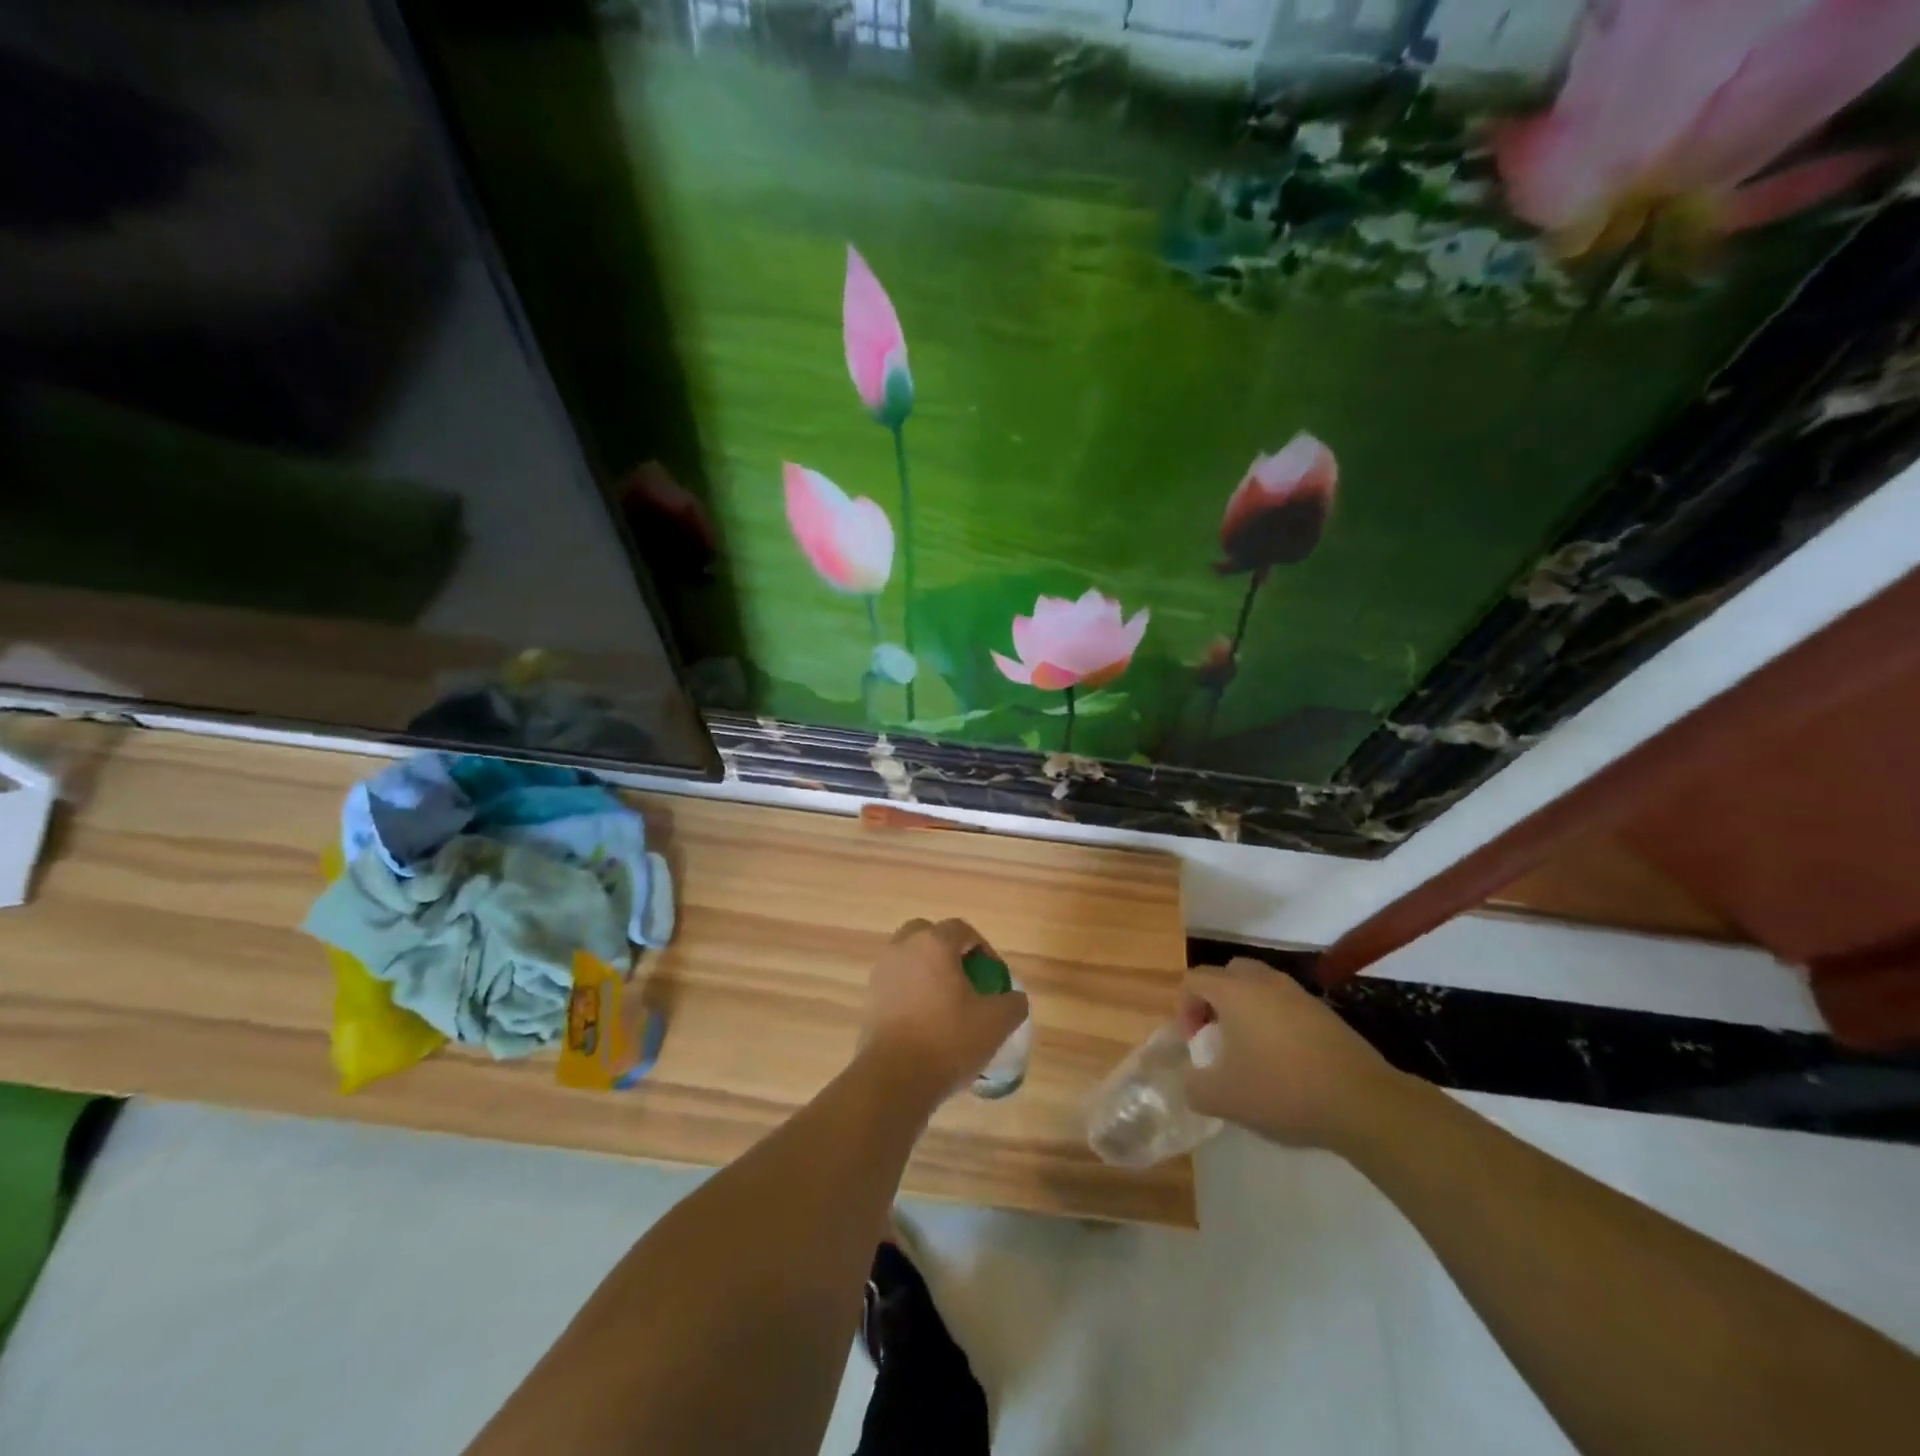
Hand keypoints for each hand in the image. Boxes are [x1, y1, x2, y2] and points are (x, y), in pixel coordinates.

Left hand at [860, 918, 1030, 1106]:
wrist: (894, 1079)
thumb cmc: (948, 1040)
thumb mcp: (996, 1022)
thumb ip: (1013, 1002)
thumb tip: (1014, 998)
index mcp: (933, 944)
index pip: (961, 929)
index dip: (983, 947)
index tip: (993, 976)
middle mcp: (903, 949)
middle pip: (928, 934)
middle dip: (948, 950)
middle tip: (966, 979)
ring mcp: (881, 973)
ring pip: (909, 958)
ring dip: (928, 970)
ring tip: (947, 1003)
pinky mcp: (870, 999)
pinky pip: (897, 983)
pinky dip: (912, 991)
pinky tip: (927, 1022)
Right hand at [1180, 958, 1408, 1153]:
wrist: (1363, 1103)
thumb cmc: (1283, 1090)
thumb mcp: (1224, 1098)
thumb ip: (1195, 1087)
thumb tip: (1193, 1082)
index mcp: (1234, 991)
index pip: (1194, 979)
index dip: (1184, 1008)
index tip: (1194, 1043)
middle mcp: (1264, 982)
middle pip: (1228, 974)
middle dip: (1215, 1001)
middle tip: (1218, 1036)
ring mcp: (1299, 995)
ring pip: (1260, 987)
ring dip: (1247, 1010)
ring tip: (1250, 1051)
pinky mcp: (1326, 1014)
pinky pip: (1287, 1006)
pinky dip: (1276, 1023)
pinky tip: (1284, 1062)